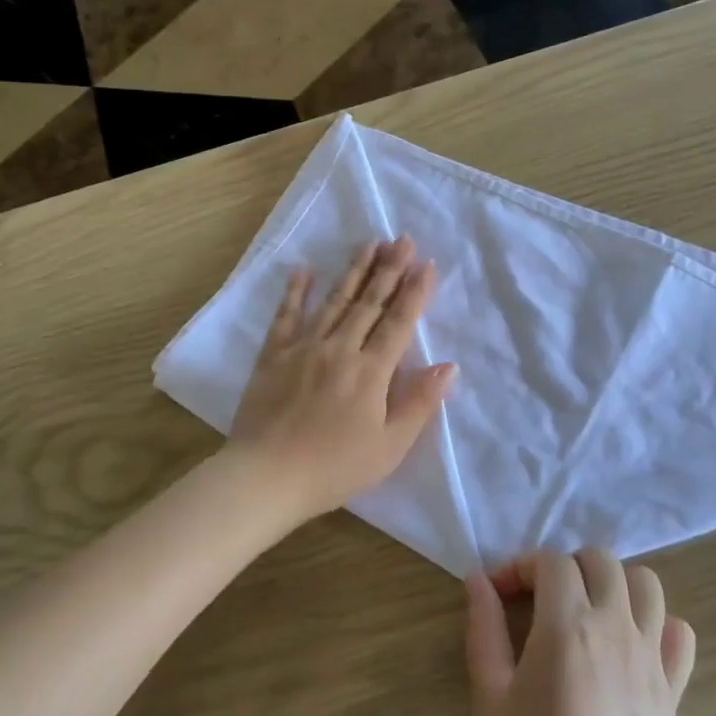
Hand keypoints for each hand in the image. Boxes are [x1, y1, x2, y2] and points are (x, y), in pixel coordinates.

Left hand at [228, 237, 456, 523]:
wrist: (267, 476)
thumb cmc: (334, 468)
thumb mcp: (389, 447)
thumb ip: (419, 404)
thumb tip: (448, 366)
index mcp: (370, 372)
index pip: (398, 323)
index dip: (414, 292)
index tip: (427, 264)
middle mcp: (339, 349)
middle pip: (369, 303)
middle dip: (389, 269)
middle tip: (402, 239)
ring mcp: (303, 347)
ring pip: (334, 301)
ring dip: (354, 271)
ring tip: (369, 243)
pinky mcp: (273, 355)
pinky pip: (286, 315)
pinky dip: (296, 291)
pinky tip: (304, 270)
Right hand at [465, 549, 695, 715]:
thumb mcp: (489, 698)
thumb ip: (483, 629)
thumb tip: (478, 580)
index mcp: (566, 626)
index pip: (550, 561)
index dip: (521, 566)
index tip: (499, 594)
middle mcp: (615, 628)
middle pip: (601, 560)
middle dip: (566, 565)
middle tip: (540, 599)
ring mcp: (651, 658)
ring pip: (647, 585)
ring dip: (614, 583)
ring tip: (587, 612)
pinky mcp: (672, 691)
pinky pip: (680, 634)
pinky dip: (658, 624)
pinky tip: (629, 646)